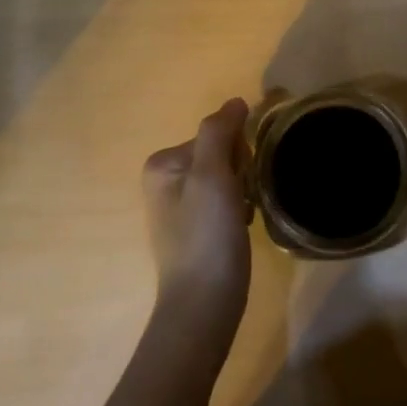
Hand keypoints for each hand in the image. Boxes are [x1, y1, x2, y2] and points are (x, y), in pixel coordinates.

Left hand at [142, 99, 251, 333]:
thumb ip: (219, 132)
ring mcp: (180, 207)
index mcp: (163, 163)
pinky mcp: (196, 230)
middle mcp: (165, 181)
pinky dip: (239, 210)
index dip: (238, 152)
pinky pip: (226, 201)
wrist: (204, 304)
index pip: (216, 134)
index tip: (240, 179)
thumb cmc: (207, 235)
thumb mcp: (212, 175)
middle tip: (242, 201)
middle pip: (221, 154)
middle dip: (241, 172)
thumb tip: (235, 101)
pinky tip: (241, 229)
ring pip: (228, 177)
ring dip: (244, 191)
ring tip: (243, 218)